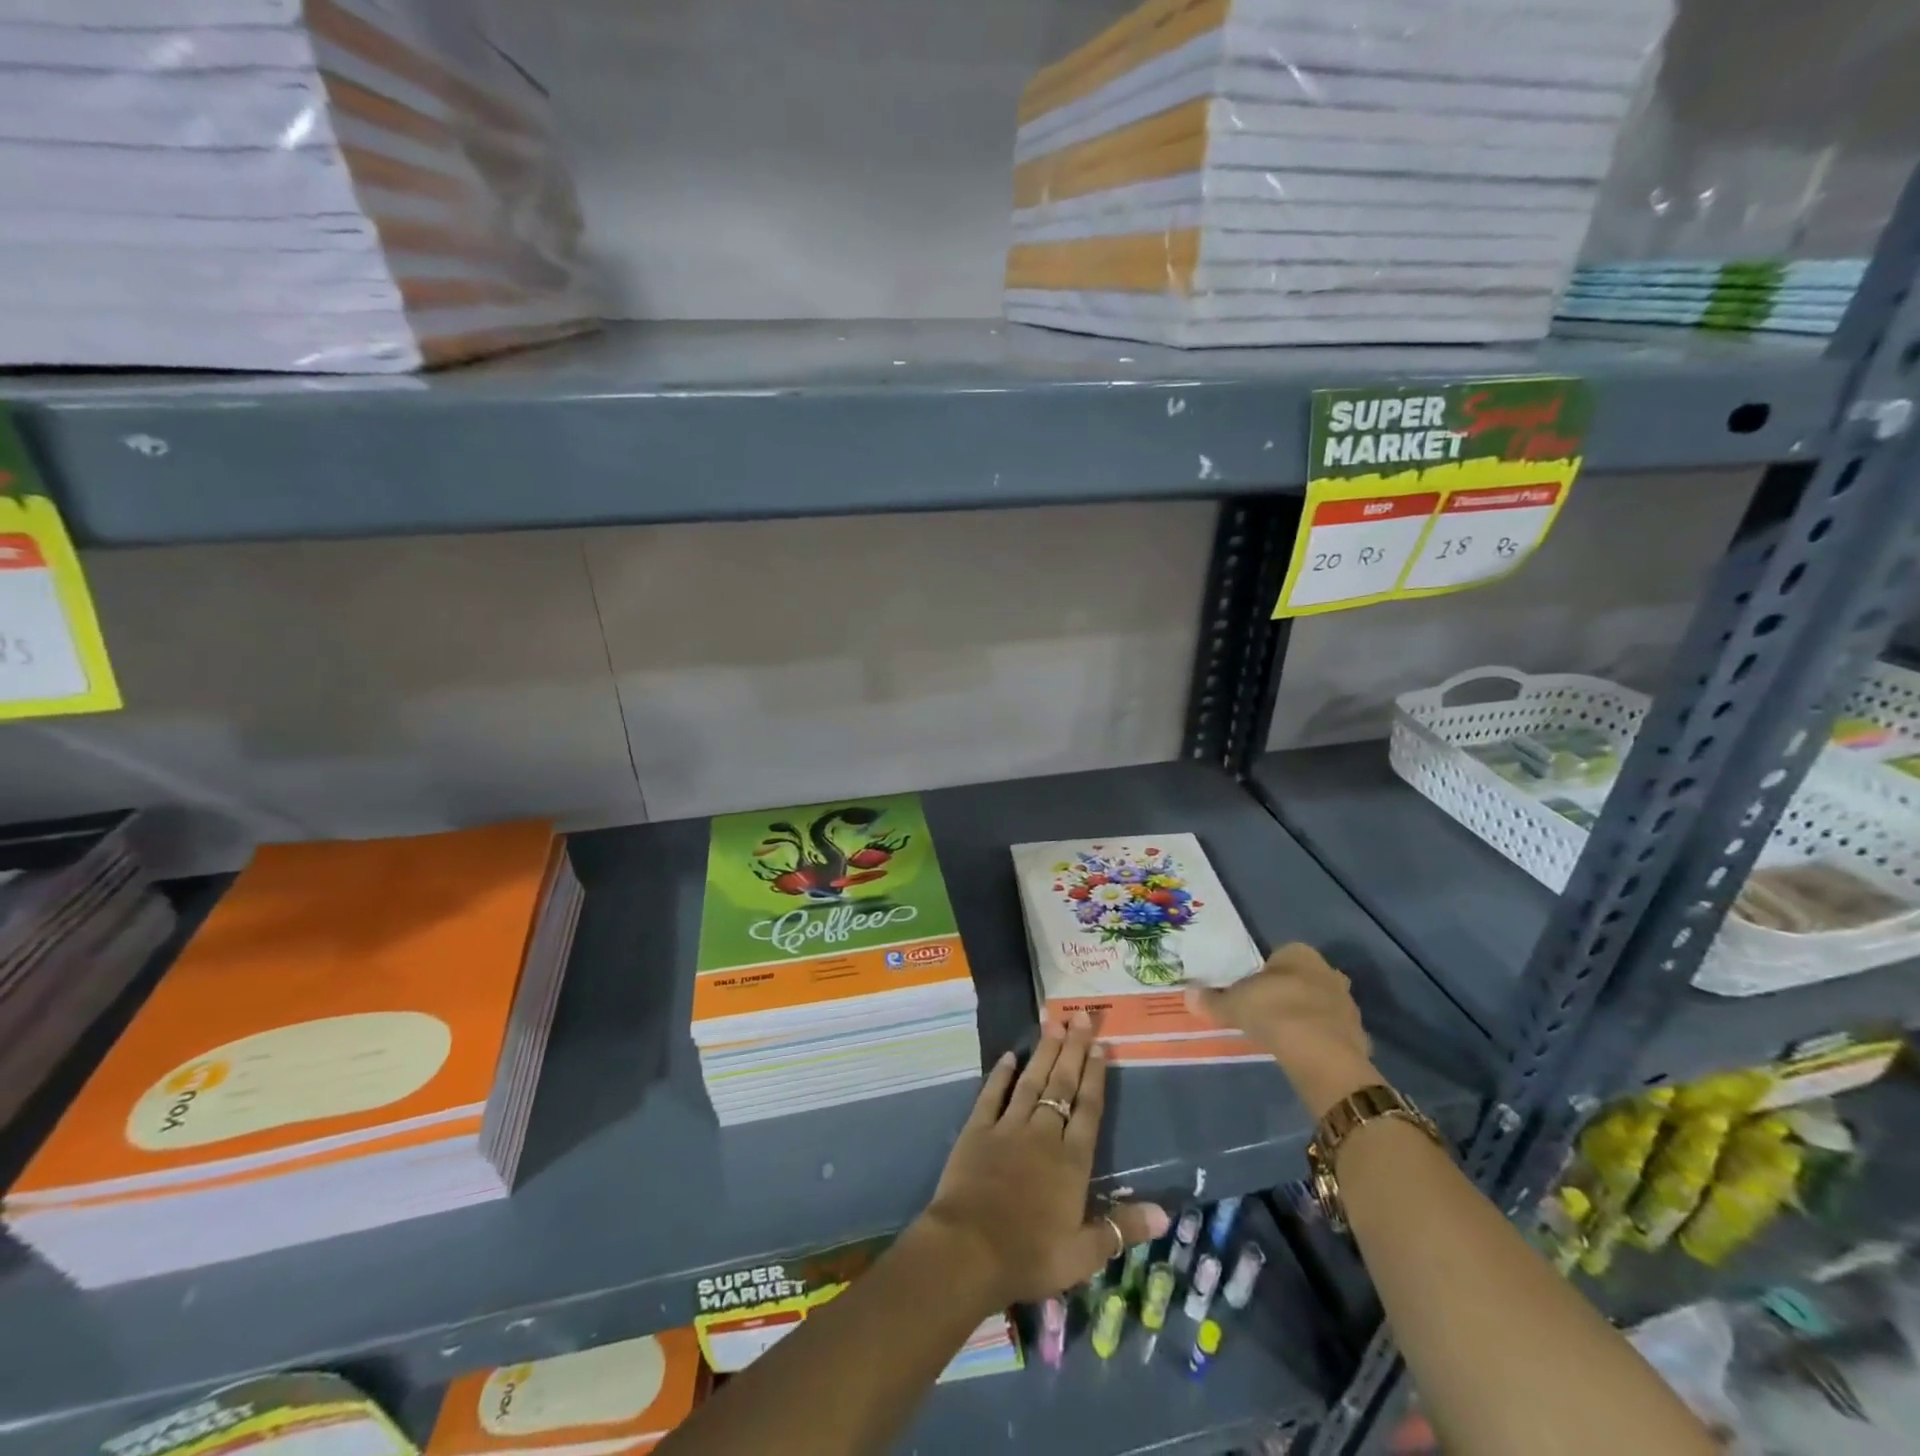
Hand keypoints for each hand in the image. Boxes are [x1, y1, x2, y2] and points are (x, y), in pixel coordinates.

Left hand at [917, 1011, 1168, 1308]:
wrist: (969, 1249)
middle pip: (1062, 1085)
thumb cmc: (1030, 1255)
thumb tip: (1165, 1214)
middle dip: (1073, 1049)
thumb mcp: (1083, 1254)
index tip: (1100, 1045)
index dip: (1095, 1075)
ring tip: (1053, 1022)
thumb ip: (1122, 1228)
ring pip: (1031, 1081)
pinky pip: (992, 1094)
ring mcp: (1008, 1127)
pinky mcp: (978, 1130)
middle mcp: (1043, 1134)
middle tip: (1081, 1016)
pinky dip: (1001, 1074)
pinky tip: (1010, 1055)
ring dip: (1044, 1052)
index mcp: (1071, 1161)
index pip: (1088, 1109)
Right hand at [1186, 943, 1380, 1117]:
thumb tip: (1188, 994)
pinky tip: (1303, 1052)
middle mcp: (1328, 971)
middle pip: (1303, 978)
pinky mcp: (1358, 1034)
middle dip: (1288, 991)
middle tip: (1266, 1011)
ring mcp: (1347, 1003)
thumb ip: (1212, 1000)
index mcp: (1299, 953)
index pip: (1280, 955)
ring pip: (1320, 1004)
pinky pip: (1331, 1031)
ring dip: (1306, 1015)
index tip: (1251, 991)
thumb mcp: (1233, 1004)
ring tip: (1283, 1035)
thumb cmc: (1273, 1012)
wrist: (1321, 1054)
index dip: (1264, 973)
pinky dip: (1319, 1039)